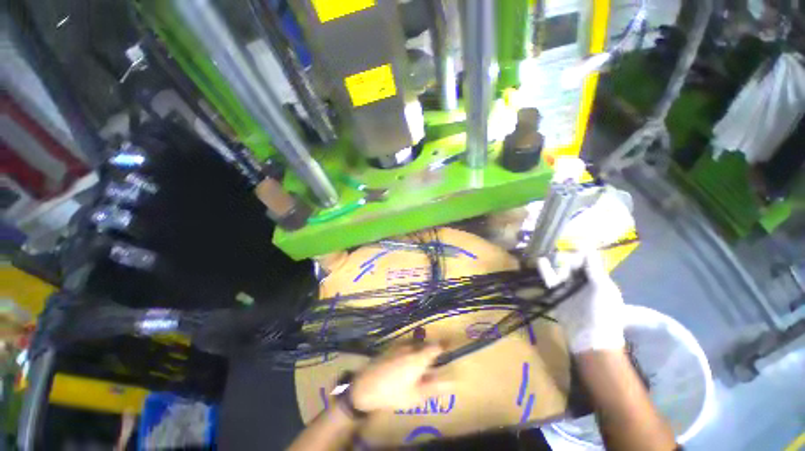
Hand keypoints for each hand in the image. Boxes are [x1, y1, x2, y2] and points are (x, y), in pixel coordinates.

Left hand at [350, 344, 449, 412]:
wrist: (366, 385)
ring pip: (414, 345)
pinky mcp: (390, 346)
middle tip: (430, 365)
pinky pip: (405, 346)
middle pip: (425, 344)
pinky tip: (402, 365)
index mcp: (419, 357)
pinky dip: (408, 352)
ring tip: (415, 367)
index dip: (444, 346)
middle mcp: (410, 347)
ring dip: (419, 352)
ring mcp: (399, 345)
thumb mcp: (416, 396)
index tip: (449, 347)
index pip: (436, 346)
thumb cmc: (393, 393)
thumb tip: (453, 382)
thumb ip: (435, 387)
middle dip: (430, 352)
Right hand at [538, 251, 624, 353]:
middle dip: (569, 259)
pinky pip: (550, 280)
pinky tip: (540, 260)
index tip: (574, 246)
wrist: (589, 338)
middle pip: (574, 264)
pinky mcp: (557, 294)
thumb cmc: (603, 313)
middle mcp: (584, 282)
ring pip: (562, 270)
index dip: (582, 253)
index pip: (589, 260)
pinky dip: (545, 270)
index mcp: (599, 280)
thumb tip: (588, 248)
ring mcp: (569, 288)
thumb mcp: (603, 289)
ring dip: (559, 264)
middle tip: (565, 260)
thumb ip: (595, 269)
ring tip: (554, 259)